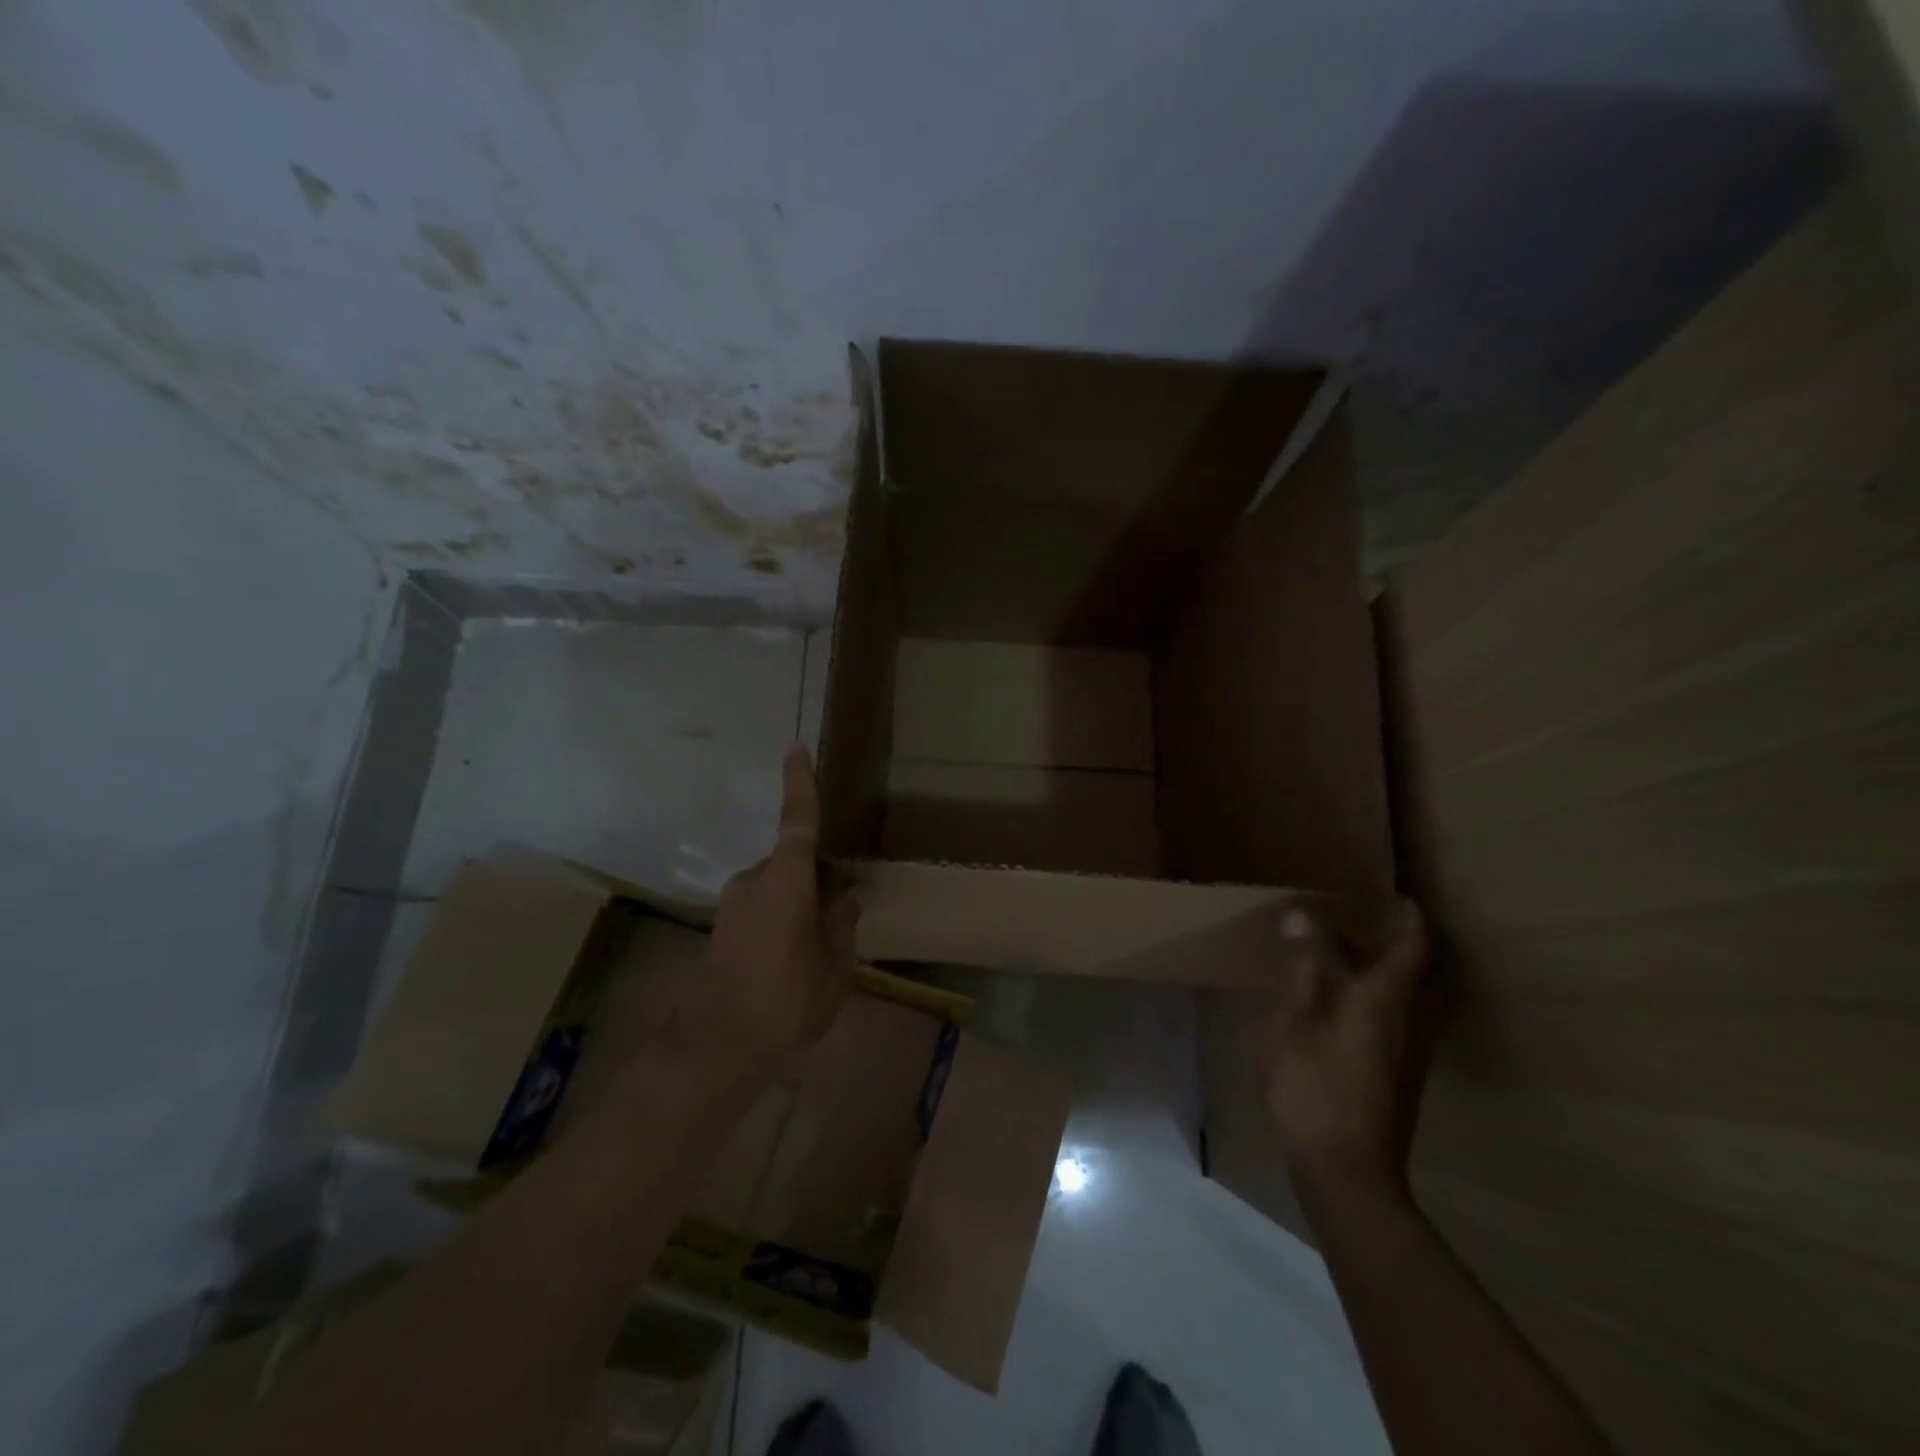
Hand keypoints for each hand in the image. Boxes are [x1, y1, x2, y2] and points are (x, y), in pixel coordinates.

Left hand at [703, 744, 856, 1060]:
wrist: (717, 1046)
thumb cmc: (787, 998)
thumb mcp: (835, 966)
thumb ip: (842, 925)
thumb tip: (845, 898)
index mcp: (786, 880)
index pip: (797, 820)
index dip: (799, 783)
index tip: (794, 747)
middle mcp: (755, 881)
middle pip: (792, 864)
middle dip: (815, 881)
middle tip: (838, 918)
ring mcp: (733, 905)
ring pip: (777, 891)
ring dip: (797, 909)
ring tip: (815, 956)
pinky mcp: (720, 928)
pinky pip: (760, 911)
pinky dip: (779, 925)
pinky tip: (789, 966)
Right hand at [1263, 898, 1431, 1196]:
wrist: (1346, 1171)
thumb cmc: (1315, 1085)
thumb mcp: (1295, 1018)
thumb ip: (1304, 966)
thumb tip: (1304, 914)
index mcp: (1387, 998)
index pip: (1413, 945)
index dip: (1409, 917)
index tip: (1394, 895)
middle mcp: (1411, 1020)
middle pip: (1419, 971)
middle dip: (1401, 941)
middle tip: (1369, 918)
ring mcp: (1409, 1052)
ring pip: (1411, 997)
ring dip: (1391, 970)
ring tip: (1352, 954)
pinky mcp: (1399, 1075)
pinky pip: (1400, 1018)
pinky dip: (1381, 996)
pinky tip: (1345, 1003)